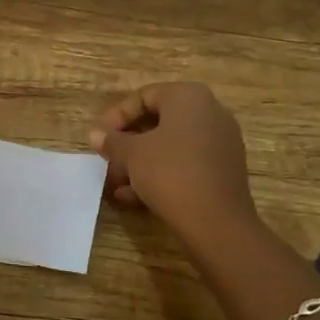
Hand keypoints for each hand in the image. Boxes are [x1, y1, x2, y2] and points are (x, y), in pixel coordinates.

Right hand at [89, 82, 258, 249]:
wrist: (216, 221)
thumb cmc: (170, 173)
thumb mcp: (132, 154)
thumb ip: (112, 141)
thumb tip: (95, 134)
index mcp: (189, 97)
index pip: (144, 97)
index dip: (116, 116)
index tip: (99, 137)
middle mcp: (210, 112)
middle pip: (159, 122)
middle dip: (128, 143)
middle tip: (108, 160)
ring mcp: (221, 142)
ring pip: (171, 146)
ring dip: (141, 163)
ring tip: (117, 184)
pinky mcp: (224, 170)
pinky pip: (186, 163)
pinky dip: (162, 174)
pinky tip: (136, 198)